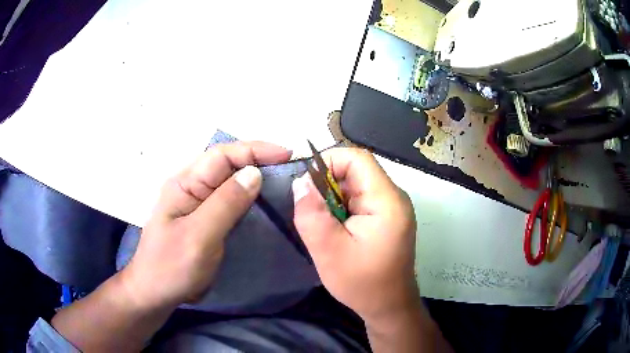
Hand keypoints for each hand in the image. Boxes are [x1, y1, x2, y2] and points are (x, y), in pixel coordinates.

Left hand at [122, 141, 290, 307]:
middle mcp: (192, 187)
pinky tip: (264, 202)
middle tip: (291, 168)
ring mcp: (198, 203)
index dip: (255, 150)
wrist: (156, 292)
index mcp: (185, 184)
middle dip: (259, 159)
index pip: (222, 155)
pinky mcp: (205, 218)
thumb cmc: (171, 267)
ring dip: (256, 177)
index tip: (287, 155)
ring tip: (284, 180)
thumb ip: (225, 204)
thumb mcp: (199, 237)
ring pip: (230, 181)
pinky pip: (230, 200)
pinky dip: (250, 196)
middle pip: (227, 163)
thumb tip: (255, 173)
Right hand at [292, 148, 418, 322]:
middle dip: (328, 185)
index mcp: (387, 201)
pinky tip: (336, 230)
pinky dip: (343, 208)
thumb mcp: (328, 251)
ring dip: (334, 199)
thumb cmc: (362, 283)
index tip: (307, 185)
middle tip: (312, 212)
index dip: (329, 162)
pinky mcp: (389, 218)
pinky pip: (362, 199)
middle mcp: (395, 197)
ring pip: (357, 185)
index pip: (358, 159)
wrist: (389, 306)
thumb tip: (300, 181)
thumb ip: (311, 214)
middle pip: (357, 171)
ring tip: (324, 225)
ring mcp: (393, 208)